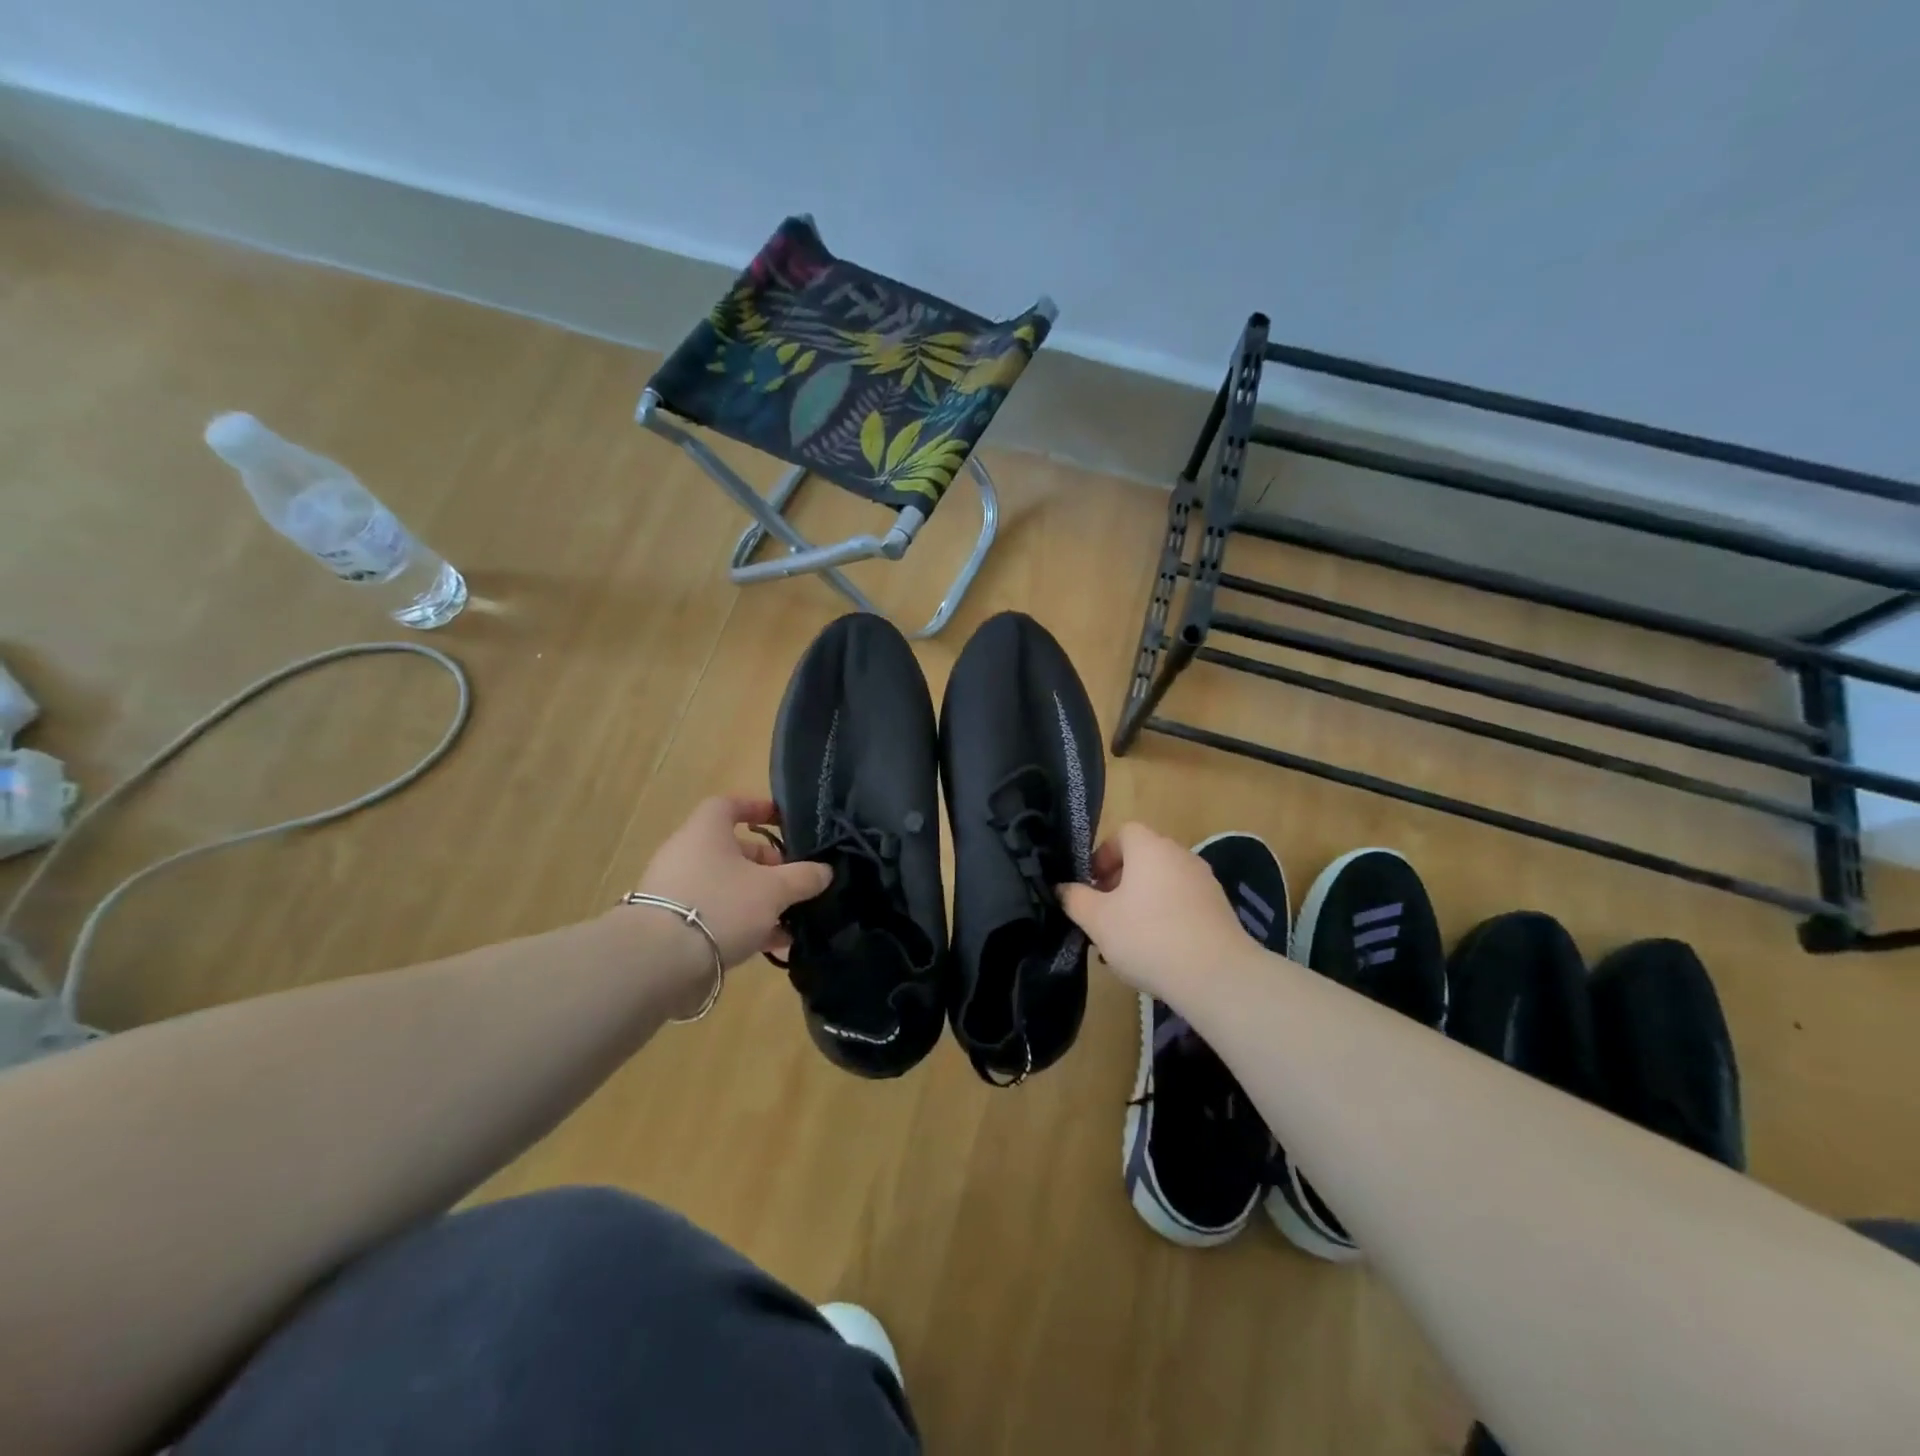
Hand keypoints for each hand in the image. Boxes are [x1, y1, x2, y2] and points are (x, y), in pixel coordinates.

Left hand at [632, 796, 832, 968]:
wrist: (658, 962)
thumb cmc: (720, 905)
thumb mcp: (774, 890)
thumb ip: (803, 877)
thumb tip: (824, 871)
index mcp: (706, 831)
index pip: (729, 805)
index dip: (757, 809)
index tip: (783, 821)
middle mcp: (687, 855)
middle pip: (733, 850)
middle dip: (768, 865)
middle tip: (794, 882)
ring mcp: (677, 891)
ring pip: (727, 887)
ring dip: (759, 900)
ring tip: (791, 919)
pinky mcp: (673, 926)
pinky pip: (717, 915)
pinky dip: (743, 925)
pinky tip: (772, 945)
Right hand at [1057, 822, 1253, 1001]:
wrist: (1216, 976)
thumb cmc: (1148, 937)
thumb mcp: (1098, 920)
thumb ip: (1075, 899)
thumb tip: (1063, 888)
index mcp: (1150, 848)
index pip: (1123, 833)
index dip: (1103, 855)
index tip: (1091, 885)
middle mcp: (1180, 855)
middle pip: (1143, 858)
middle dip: (1119, 882)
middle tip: (1103, 914)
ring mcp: (1204, 881)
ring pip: (1162, 883)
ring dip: (1141, 903)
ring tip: (1126, 939)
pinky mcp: (1220, 909)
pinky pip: (1183, 904)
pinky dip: (1166, 917)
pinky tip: (1157, 951)